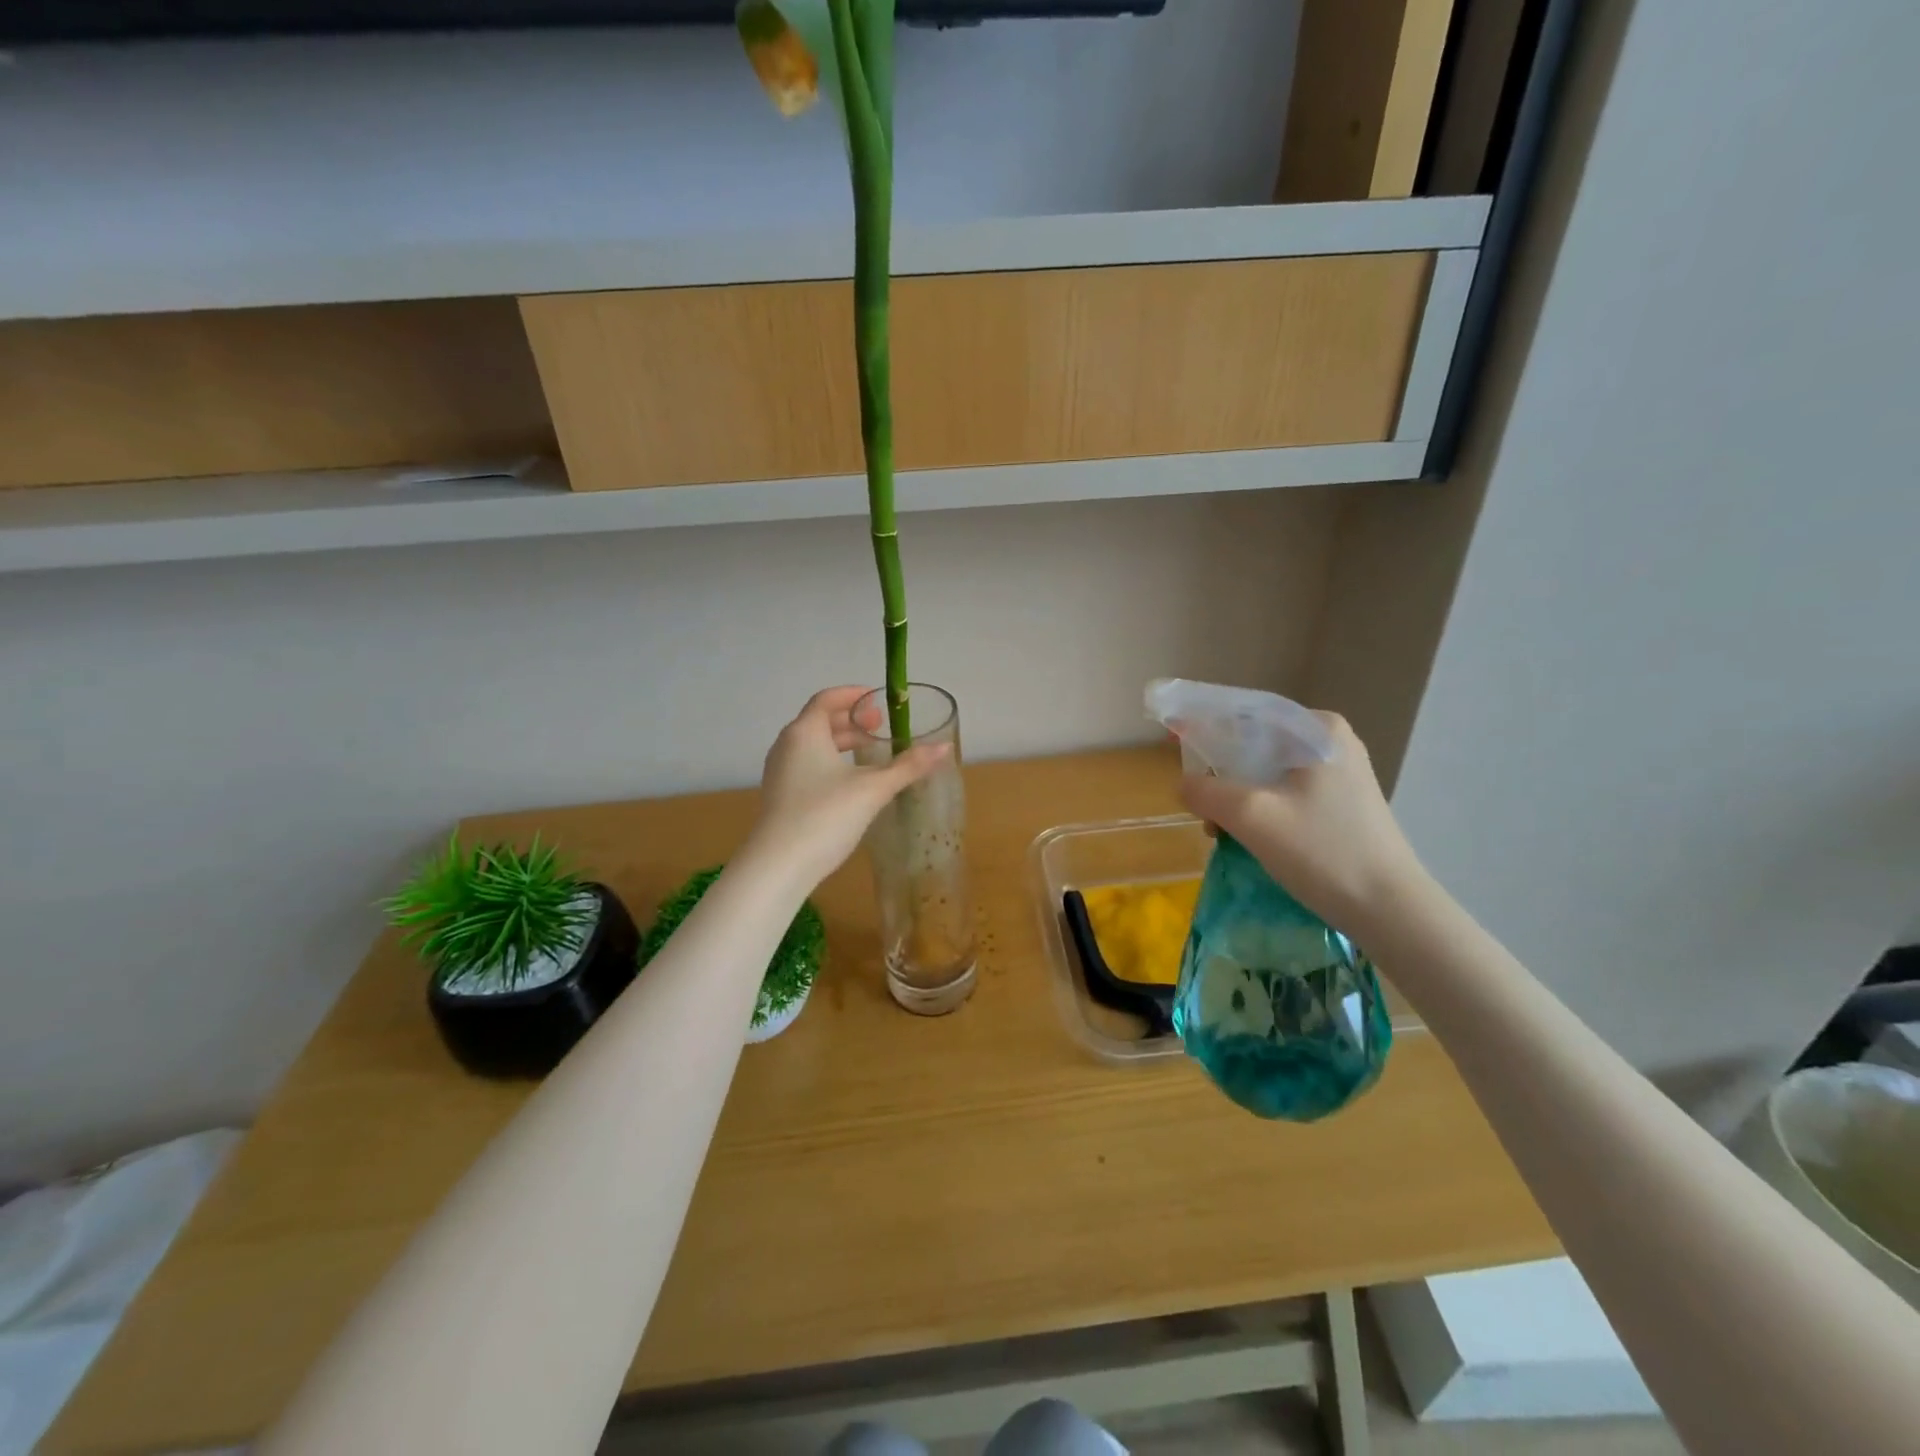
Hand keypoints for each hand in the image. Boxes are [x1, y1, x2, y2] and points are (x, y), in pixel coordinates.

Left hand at [743, 687, 949, 891]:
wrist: (779, 865)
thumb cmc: (825, 816)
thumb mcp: (873, 789)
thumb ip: (908, 766)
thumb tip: (944, 747)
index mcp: (805, 732)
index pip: (827, 699)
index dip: (854, 696)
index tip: (878, 701)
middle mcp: (787, 745)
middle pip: (820, 721)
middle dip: (852, 721)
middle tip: (881, 727)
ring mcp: (780, 772)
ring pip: (813, 745)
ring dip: (841, 743)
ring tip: (871, 754)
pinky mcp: (780, 796)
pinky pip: (807, 766)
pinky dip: (830, 763)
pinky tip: (851, 784)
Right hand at [1179, 711, 1425, 937]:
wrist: (1390, 911)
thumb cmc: (1322, 852)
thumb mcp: (1251, 816)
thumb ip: (1206, 791)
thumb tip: (1184, 785)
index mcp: (1316, 729)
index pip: (1245, 711)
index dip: (1202, 722)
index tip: (1170, 735)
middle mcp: (1330, 741)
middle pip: (1254, 742)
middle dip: (1218, 767)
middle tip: (1194, 796)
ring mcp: (1339, 773)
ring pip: (1266, 770)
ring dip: (1235, 793)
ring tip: (1217, 827)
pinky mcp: (1340, 802)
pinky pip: (1283, 791)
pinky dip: (1257, 807)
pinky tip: (1244, 835)